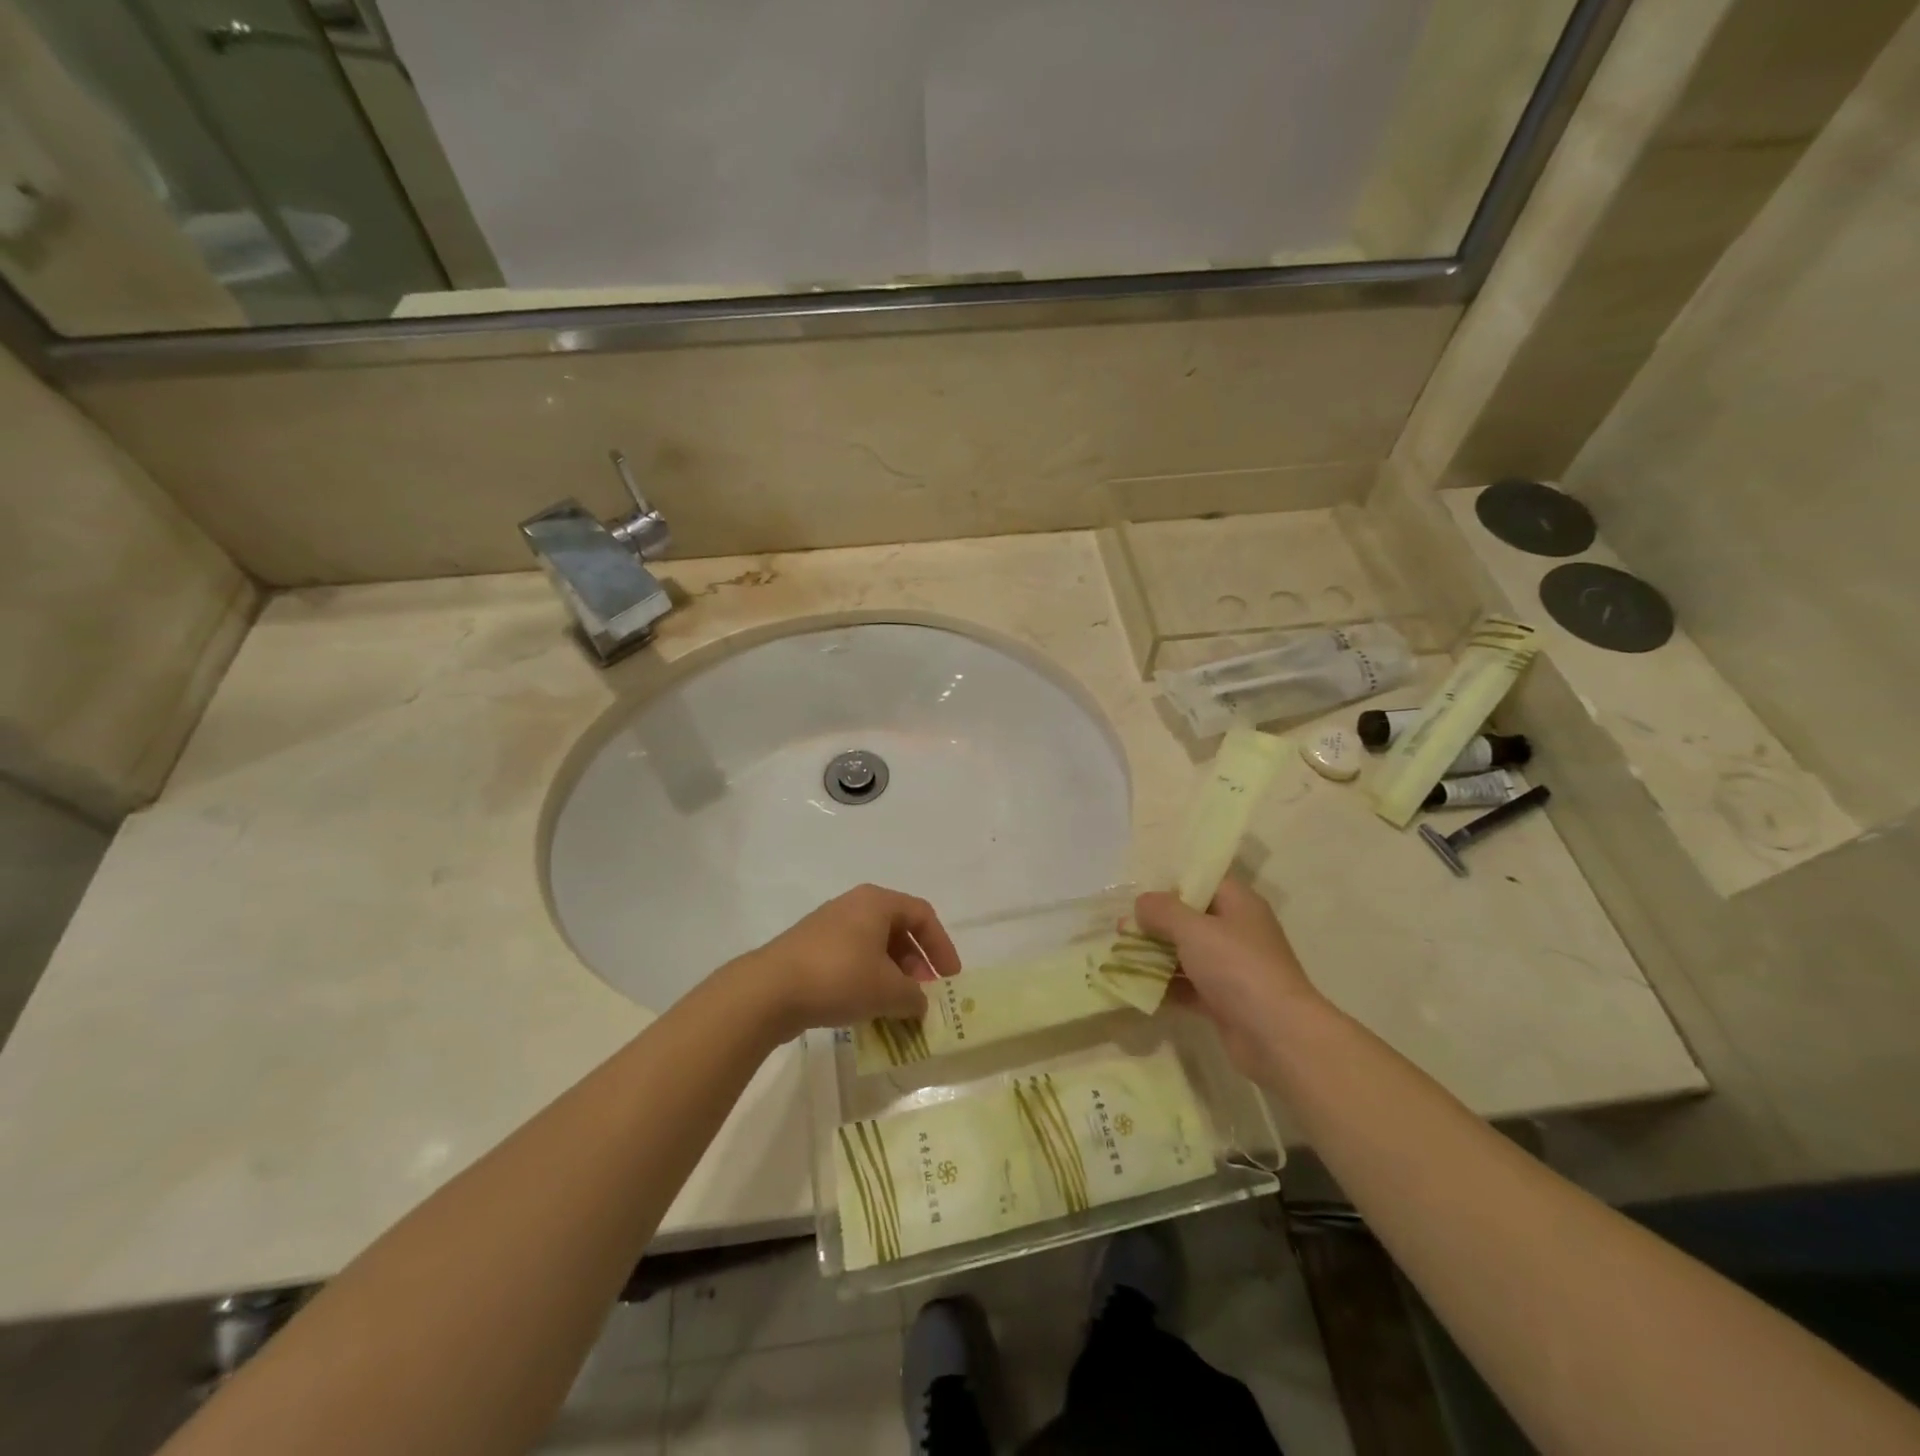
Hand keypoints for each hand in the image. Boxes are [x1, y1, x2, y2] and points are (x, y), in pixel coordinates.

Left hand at [736, 884, 961, 1038]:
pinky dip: (867, 981)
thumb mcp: (888, 991)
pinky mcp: (810, 950)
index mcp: (877, 902)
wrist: (768, 990)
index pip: (923, 916)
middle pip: (898, 930)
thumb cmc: (839, 977)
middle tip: (923, 997)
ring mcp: (828, 927)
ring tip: (898, 1008)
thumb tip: (919, 1004)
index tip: (950, 979)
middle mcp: (854, 906)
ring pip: (874, 948)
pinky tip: (868, 1010)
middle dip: (916, 965)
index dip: (942, 947)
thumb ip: (914, 997)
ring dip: (892, 976)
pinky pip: (851, 960)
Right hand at [1134, 876, 1324, 1082]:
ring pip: (1185, 954)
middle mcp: (1236, 932)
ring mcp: (1230, 969)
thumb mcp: (1193, 929)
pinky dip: (1163, 987)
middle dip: (1154, 923)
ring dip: (1154, 956)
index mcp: (1239, 904)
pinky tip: (1133, 987)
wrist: (1277, 1036)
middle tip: (1118, 926)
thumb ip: (1163, 911)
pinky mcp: (1223, 1001)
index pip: (1203, 881)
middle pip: (1189, 918)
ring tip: (1116, 955)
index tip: (1136, 887)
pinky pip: (1186, 987)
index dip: (1170, 881)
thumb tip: (1141, 903)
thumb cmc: (1237, 968)